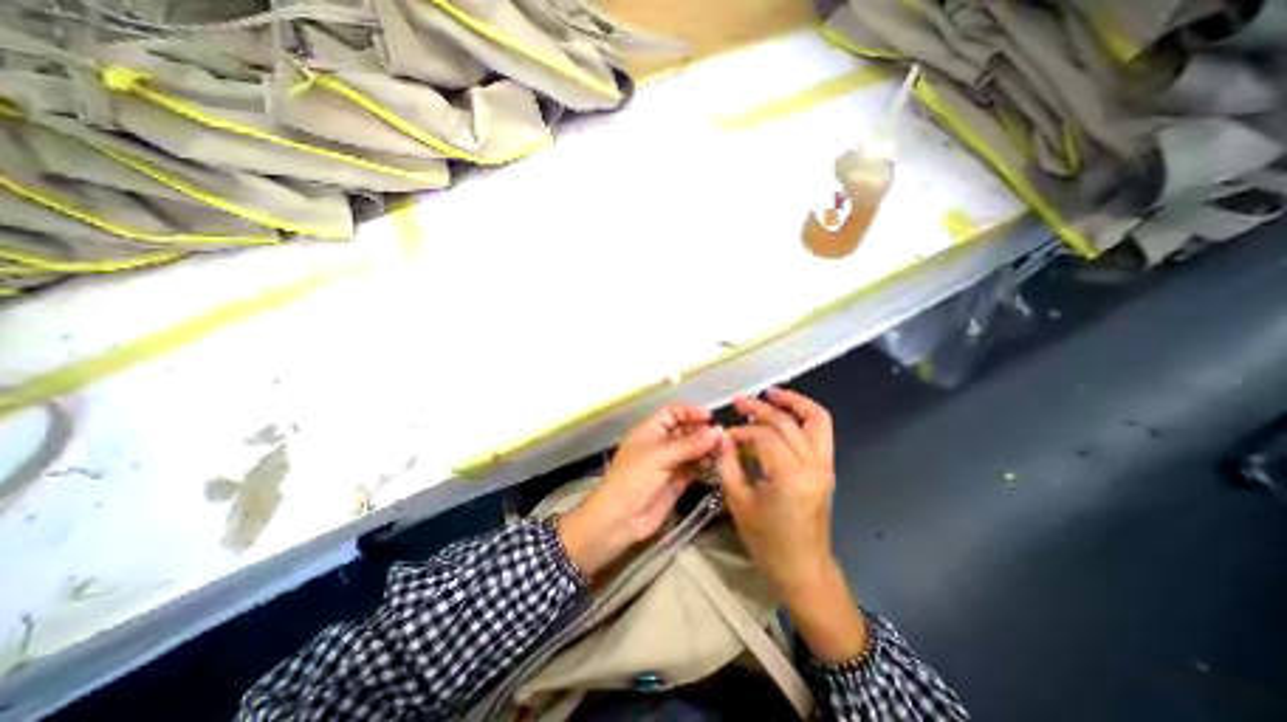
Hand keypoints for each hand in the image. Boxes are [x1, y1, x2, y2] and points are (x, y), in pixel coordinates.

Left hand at [562, 404, 721, 576]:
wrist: (619, 520)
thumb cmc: (634, 479)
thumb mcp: (660, 456)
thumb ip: (690, 444)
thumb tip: (718, 431)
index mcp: (650, 430)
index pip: (672, 413)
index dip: (690, 412)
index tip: (711, 417)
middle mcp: (660, 444)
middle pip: (685, 430)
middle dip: (702, 431)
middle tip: (724, 436)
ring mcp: (669, 463)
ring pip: (692, 450)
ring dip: (707, 448)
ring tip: (725, 450)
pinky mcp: (677, 482)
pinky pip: (694, 468)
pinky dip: (705, 464)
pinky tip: (717, 464)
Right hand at [720, 391, 869, 663]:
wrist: (803, 569)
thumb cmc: (768, 542)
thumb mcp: (739, 502)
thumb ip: (728, 464)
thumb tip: (722, 436)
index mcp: (790, 476)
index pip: (763, 436)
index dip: (741, 431)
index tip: (725, 436)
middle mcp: (813, 465)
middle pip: (787, 423)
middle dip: (761, 408)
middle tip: (739, 401)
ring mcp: (825, 465)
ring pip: (816, 419)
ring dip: (793, 402)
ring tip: (771, 393)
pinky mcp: (826, 468)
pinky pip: (820, 431)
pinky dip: (804, 416)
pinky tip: (785, 412)